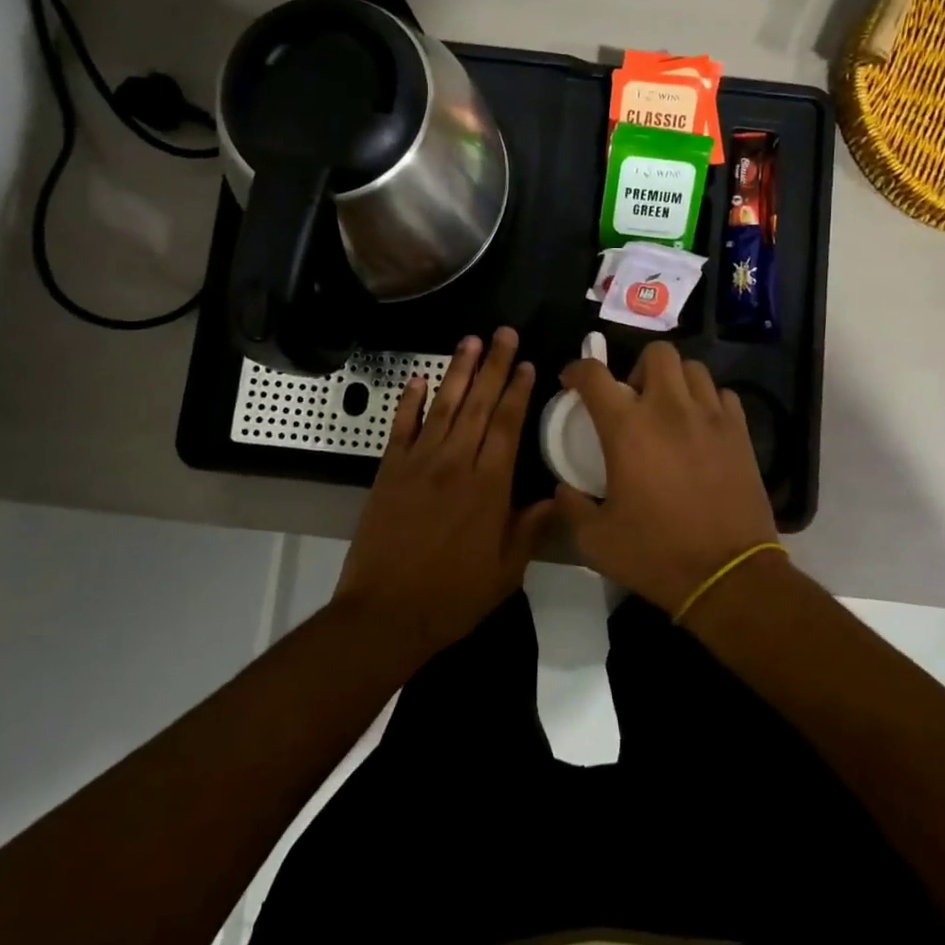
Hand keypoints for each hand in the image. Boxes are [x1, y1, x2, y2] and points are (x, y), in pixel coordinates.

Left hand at [334, 327, 552, 656]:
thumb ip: (532, 528)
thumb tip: (559, 496)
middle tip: (503, 332)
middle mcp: (455, 462)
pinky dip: (410, 400)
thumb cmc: (453, 596)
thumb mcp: (506, 571)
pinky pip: (401, 426)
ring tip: (470, 340)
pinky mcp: (389, 470)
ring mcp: (419, 462)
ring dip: (458, 370)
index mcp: (488, 485)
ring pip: (444, 405)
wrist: (385, 613)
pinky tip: (418, 378)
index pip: (507, 424)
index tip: (525, 362)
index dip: (517, 390)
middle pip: (479, 403)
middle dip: (493, 365)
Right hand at [552, 342, 777, 612]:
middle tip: (632, 398)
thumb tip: (564, 489)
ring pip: (693, 368)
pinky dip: (708, 401)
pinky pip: (723, 394)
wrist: (728, 575)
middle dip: (637, 366)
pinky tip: (701, 425)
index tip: (572, 382)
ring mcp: (710, 417)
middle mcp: (669, 409)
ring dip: (675, 380)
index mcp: (627, 428)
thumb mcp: (595, 541)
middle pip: (656, 353)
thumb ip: (571, 508)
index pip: (594, 375)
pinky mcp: (740, 432)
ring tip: (669, 408)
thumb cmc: (657, 554)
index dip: (577, 369)